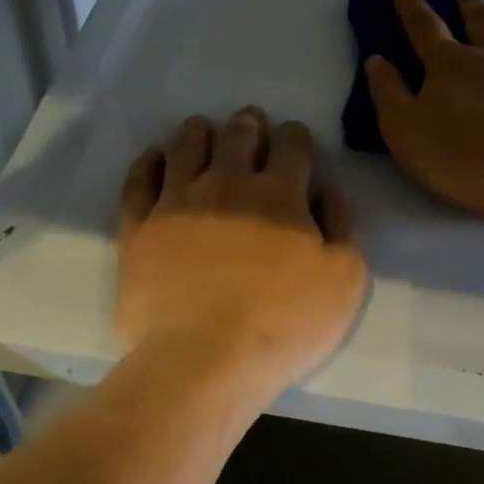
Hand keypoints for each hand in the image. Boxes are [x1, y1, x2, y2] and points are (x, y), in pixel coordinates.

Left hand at [117, 108, 368, 394]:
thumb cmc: (284, 325)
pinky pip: (140, 179)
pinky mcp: (139, 226)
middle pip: (238, 136)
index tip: (295, 140)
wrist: (204, 359)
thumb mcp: (344, 281)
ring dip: (199, 132)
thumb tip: (326, 191)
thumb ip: (342, 227)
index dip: (296, 137)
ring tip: (202, 130)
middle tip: (250, 124)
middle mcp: (227, 184)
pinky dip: (150, 162)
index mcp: (280, 194)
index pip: (292, 145)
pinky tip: (157, 159)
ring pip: (187, 146)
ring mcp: (177, 202)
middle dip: (249, 125)